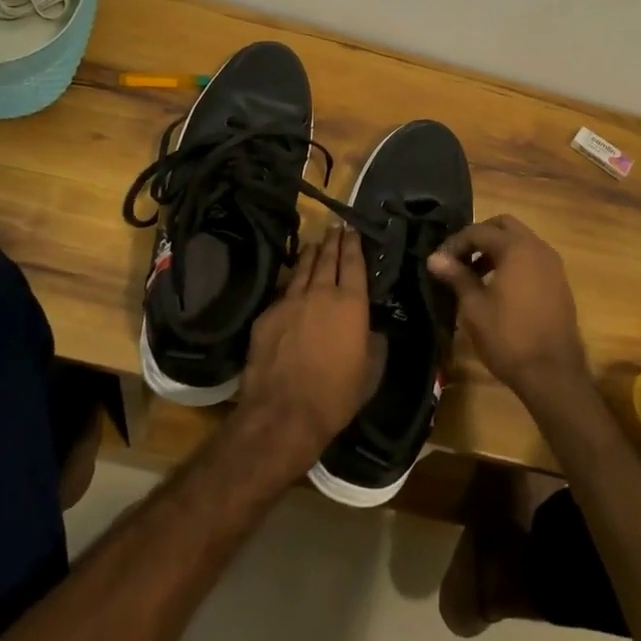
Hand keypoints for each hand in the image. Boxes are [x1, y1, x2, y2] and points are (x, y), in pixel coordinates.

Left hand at [234, 228, 371, 481]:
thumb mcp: (370, 371)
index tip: (352, 229)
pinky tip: (291, 281)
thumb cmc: (337, 395)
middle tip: (335, 228)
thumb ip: (373, 342)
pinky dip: (290, 281)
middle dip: (333, 241)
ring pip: (302, 269)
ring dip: (310, 254)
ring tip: (315, 244)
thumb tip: (371, 329)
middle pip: (327, 259)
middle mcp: (320, 293)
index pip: (353, 263)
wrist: (284, 412)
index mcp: (351, 303)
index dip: (353, 244)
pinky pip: (282, 291)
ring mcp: (290, 301)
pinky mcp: (267, 315)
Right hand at [428, 215, 590, 408]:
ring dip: (496, 249)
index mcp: (516, 248)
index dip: (455, 243)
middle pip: (504, 226)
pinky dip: (513, 262)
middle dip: (479, 237)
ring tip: (474, 274)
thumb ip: (457, 276)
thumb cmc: (508, 338)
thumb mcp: (474, 307)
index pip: (479, 231)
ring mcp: (553, 265)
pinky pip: (532, 259)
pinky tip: (498, 287)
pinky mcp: (559, 283)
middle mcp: (538, 248)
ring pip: (520, 242)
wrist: (553, 374)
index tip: (439, 261)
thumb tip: (435, 258)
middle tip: (459, 259)